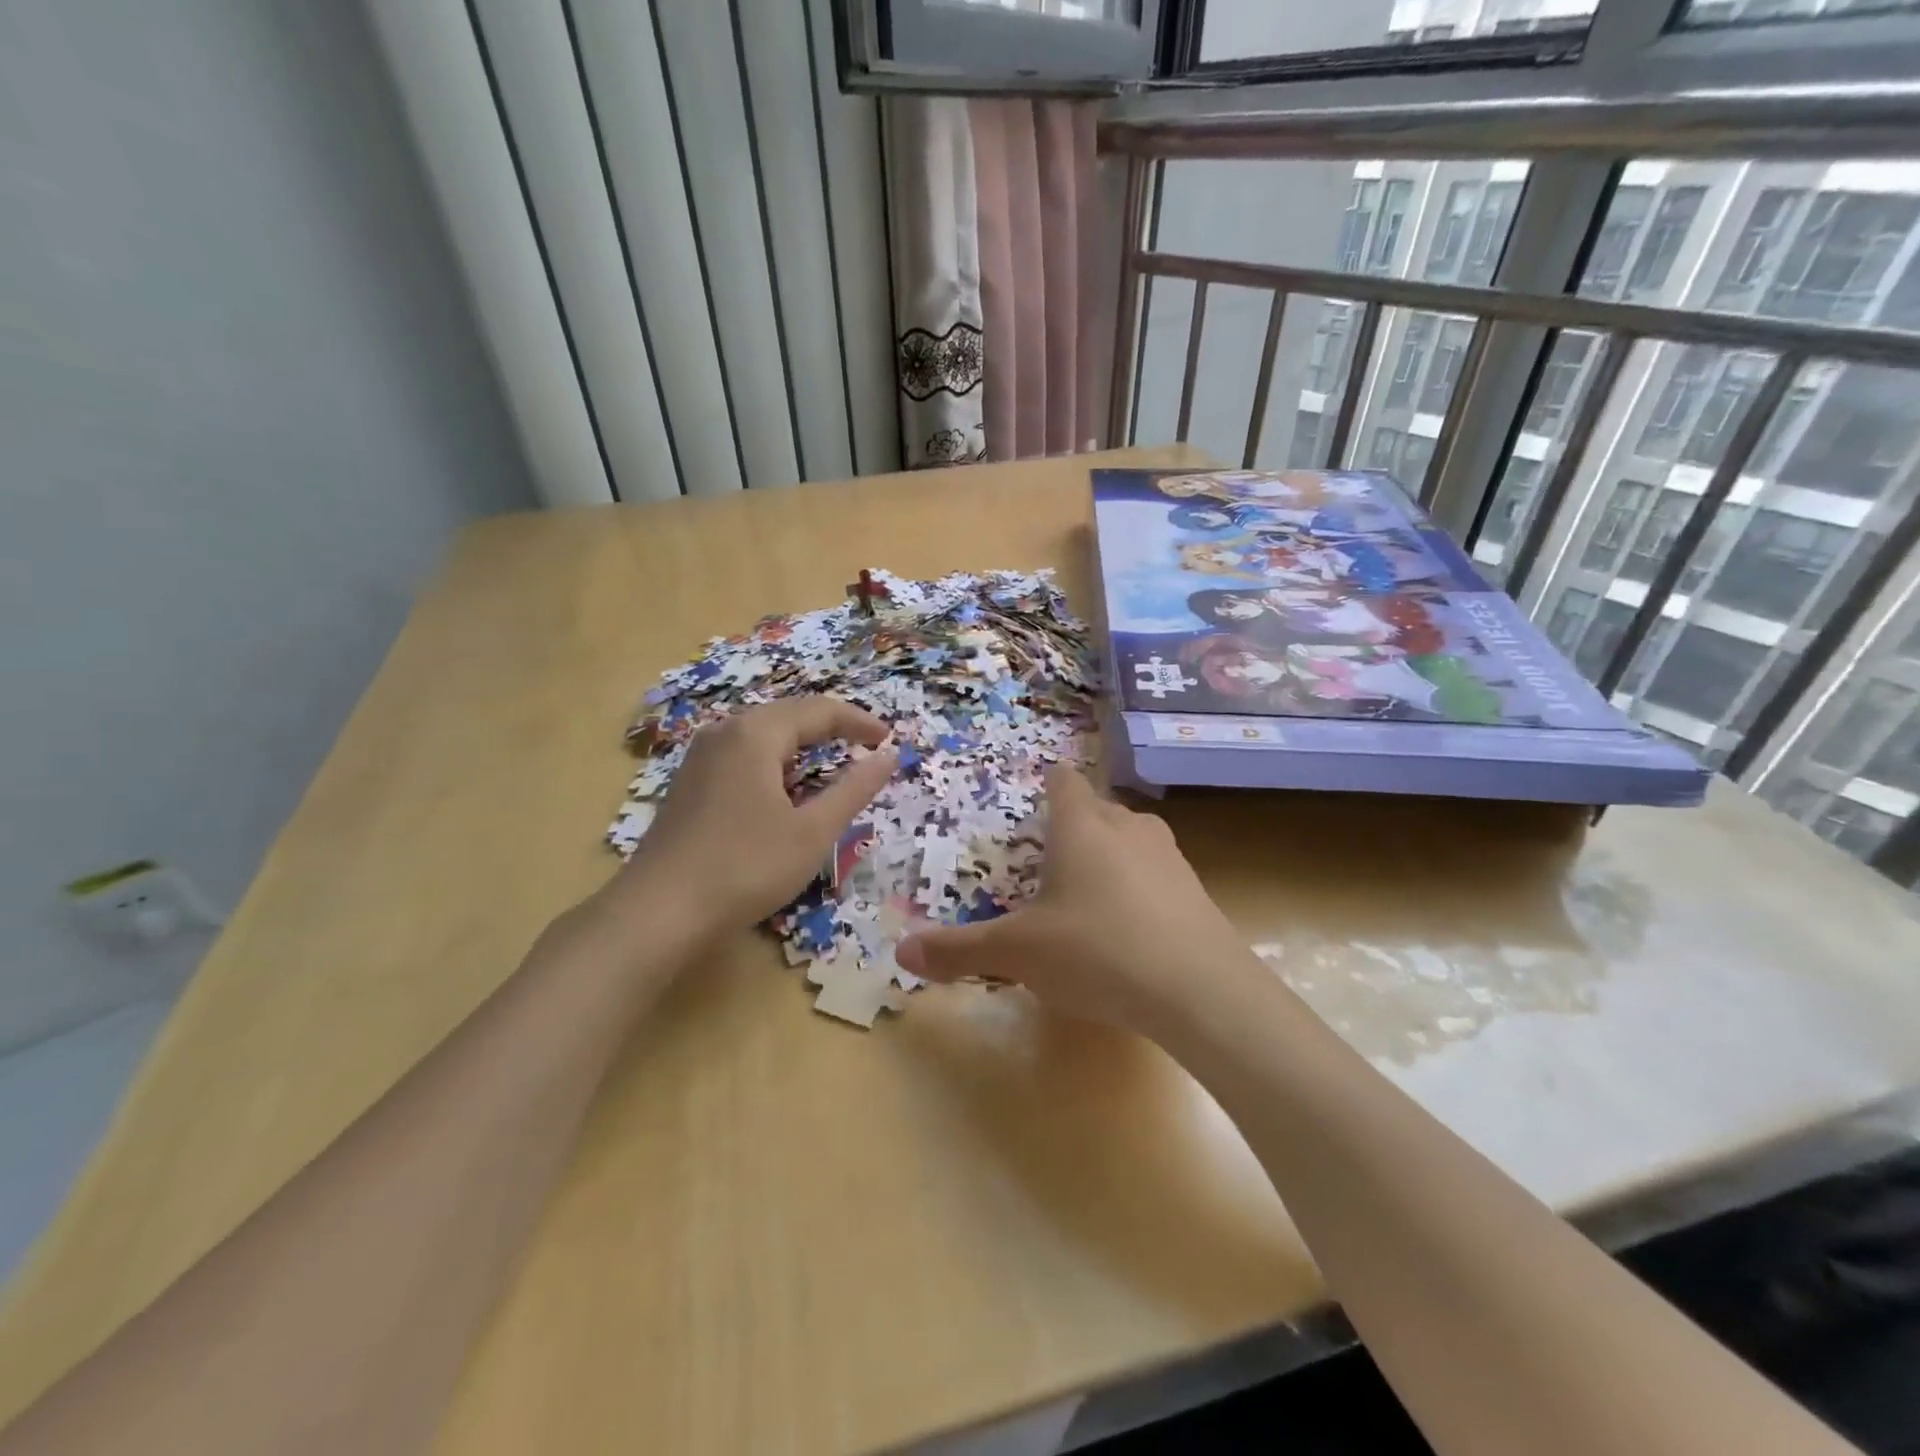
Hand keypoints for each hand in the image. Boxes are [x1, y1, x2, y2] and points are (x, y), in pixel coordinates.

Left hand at [619, 696, 895, 938]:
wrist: (659, 913)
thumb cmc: (745, 867)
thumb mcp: (812, 831)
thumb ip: (854, 789)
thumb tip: (888, 756)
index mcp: (755, 734)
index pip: (819, 710)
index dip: (859, 722)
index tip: (889, 740)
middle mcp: (724, 733)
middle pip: (788, 716)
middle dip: (831, 729)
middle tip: (866, 748)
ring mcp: (700, 759)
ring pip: (763, 737)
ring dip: (802, 747)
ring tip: (833, 767)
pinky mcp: (689, 785)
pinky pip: (743, 758)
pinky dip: (776, 765)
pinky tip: (784, 792)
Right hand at [895, 766, 1262, 1036]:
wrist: (1200, 992)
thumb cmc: (1097, 951)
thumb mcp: (1018, 952)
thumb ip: (959, 950)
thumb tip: (902, 952)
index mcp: (1082, 825)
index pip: (1063, 781)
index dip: (1047, 785)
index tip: (1035, 803)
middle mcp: (1128, 827)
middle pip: (1096, 809)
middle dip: (1073, 828)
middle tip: (1047, 863)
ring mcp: (1169, 855)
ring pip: (1129, 839)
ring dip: (1108, 856)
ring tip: (1085, 896)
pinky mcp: (1196, 889)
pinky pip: (1156, 873)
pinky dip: (1137, 887)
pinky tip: (1128, 929)